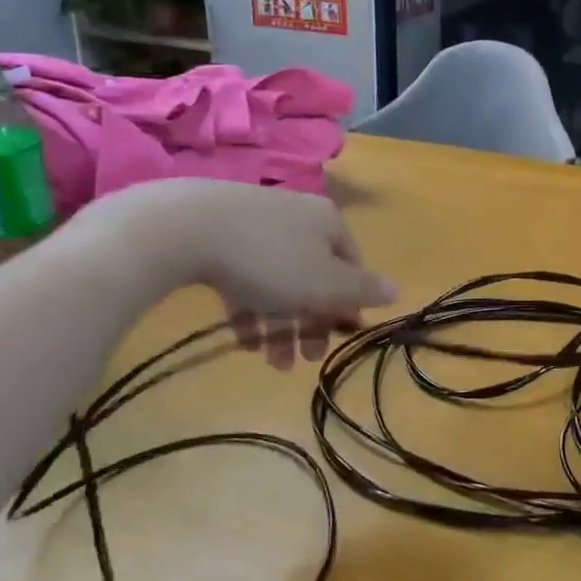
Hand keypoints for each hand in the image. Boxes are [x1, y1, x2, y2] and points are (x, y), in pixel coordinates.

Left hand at [79, 179, 395, 370]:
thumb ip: (362, 290)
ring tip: (271, 363)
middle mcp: (298, 217)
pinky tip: (243, 340)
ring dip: (280, 325)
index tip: (338, 337)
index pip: (352, 266)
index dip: (348, 304)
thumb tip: (397, 289)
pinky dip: (249, 308)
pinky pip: (244, 276)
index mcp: (329, 223)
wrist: (184, 228)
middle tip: (305, 360)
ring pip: (278, 280)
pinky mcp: (218, 235)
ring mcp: (256, 223)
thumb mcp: (325, 283)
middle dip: (311, 323)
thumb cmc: (270, 260)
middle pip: (314, 276)